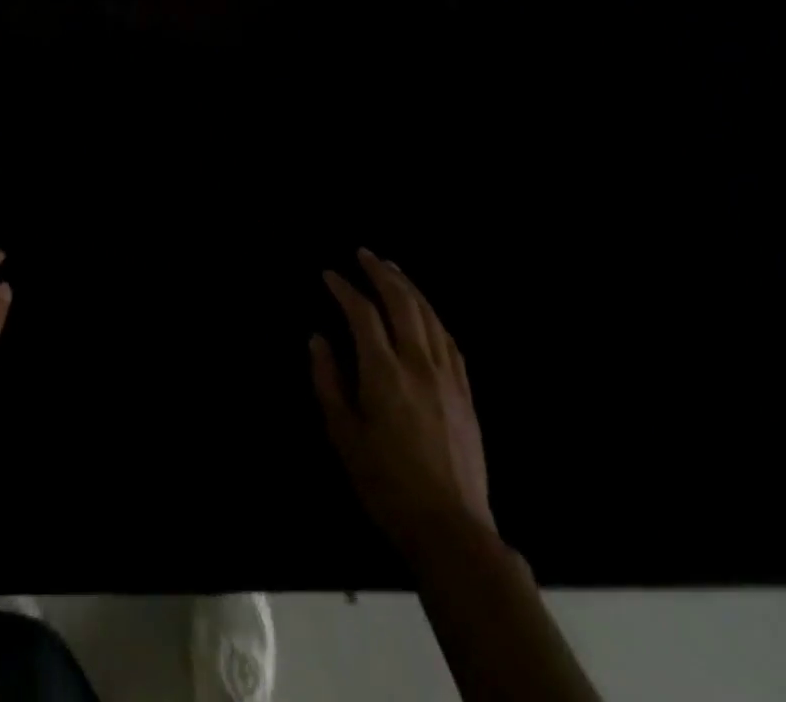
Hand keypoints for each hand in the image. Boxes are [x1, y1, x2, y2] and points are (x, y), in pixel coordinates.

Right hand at [310, 250, 494, 550]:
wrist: (452, 530)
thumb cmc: (386, 484)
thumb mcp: (344, 434)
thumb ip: (328, 381)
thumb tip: (318, 339)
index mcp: (385, 372)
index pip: (363, 314)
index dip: (344, 288)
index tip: (328, 274)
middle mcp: (419, 365)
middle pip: (403, 303)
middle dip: (381, 273)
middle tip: (364, 254)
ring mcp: (448, 378)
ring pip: (430, 317)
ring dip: (409, 288)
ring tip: (393, 270)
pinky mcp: (466, 394)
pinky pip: (450, 342)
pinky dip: (433, 317)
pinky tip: (426, 313)